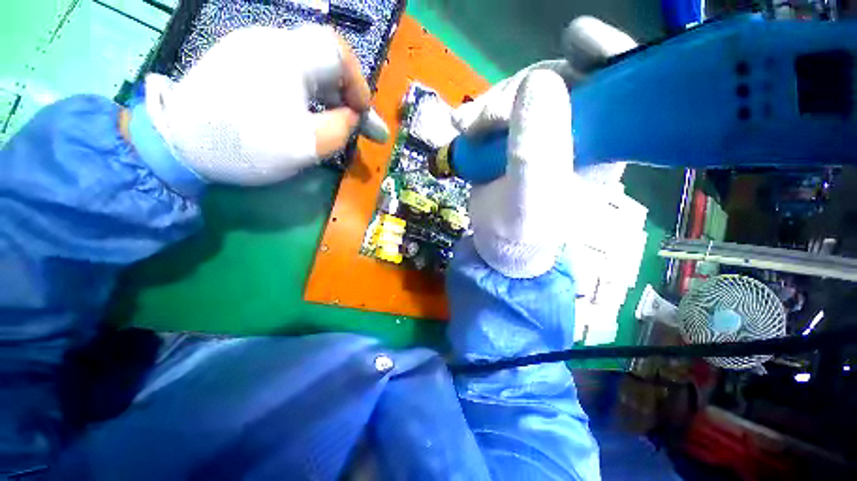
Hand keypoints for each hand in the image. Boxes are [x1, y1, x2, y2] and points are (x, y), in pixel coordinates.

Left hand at [143, 25, 382, 185]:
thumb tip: (352, 116)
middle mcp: (269, 42)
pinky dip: (307, 93)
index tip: (364, 112)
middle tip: (361, 123)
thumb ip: (341, 128)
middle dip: (348, 94)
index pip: (339, 52)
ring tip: (339, 122)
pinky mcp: (238, 63)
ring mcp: (250, 49)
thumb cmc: (247, 144)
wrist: (179, 145)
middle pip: (324, 60)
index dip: (359, 82)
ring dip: (329, 96)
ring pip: (306, 68)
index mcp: (287, 56)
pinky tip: (308, 113)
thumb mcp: (307, 144)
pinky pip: (286, 73)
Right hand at [455, 17, 635, 277]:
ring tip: (467, 129)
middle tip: (487, 118)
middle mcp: (578, 130)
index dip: (603, 55)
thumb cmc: (521, 233)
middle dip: (520, 90)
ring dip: (491, 105)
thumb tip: (538, 82)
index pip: (619, 85)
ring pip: (524, 91)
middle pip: (561, 79)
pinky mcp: (512, 135)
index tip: (576, 39)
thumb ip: (535, 151)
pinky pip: (499, 107)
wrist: (497, 245)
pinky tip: (462, 126)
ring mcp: (542, 129)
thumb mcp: (529, 200)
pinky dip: (478, 113)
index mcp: (602, 144)